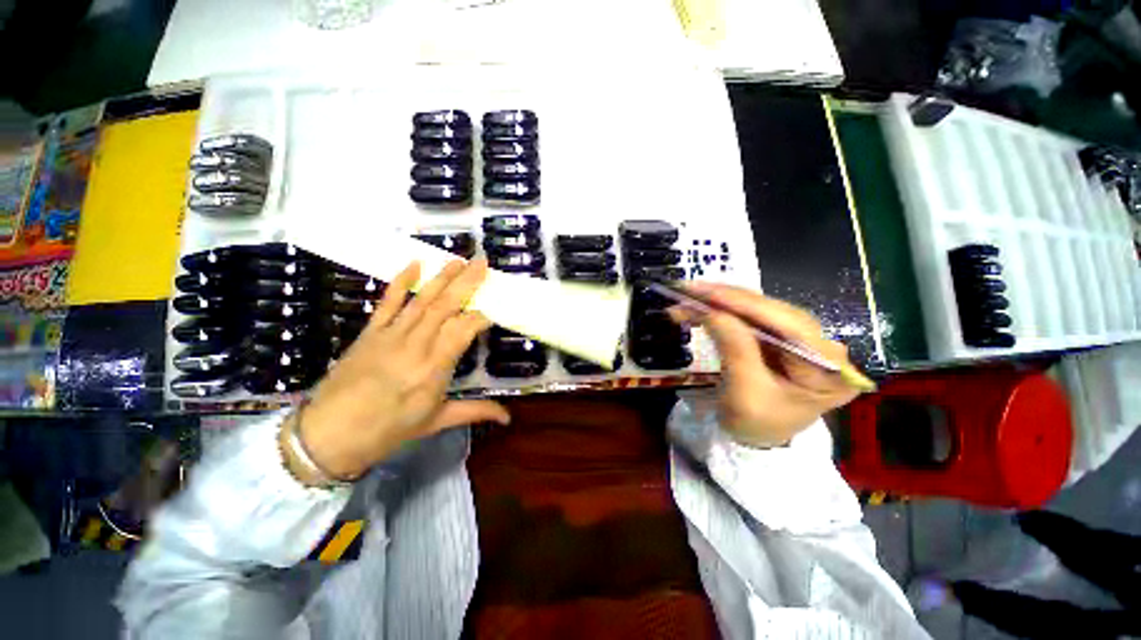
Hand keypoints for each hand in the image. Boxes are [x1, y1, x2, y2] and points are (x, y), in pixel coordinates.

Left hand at [292, 259, 508, 481]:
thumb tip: (508, 417)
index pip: (464, 329)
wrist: (329, 435)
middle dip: (466, 283)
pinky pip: (388, 301)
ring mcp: (390, 335)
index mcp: (434, 367)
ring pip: (422, 299)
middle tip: (482, 263)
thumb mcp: (436, 421)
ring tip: (459, 260)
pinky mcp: (370, 332)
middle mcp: (415, 344)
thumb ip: (475, 411)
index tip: (496, 306)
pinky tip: (414, 264)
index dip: (482, 315)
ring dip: (442, 277)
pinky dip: (401, 281)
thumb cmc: (388, 431)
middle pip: (445, 306)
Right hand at [670, 283, 858, 447]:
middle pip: (772, 311)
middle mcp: (823, 346)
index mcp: (829, 369)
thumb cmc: (756, 424)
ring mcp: (803, 338)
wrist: (758, 439)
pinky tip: (702, 307)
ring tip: (689, 298)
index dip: (743, 304)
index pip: (787, 324)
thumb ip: (734, 349)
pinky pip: (752, 317)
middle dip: (726, 300)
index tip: (705, 292)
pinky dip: (723, 311)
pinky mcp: (782, 336)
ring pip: (759, 309)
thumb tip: (712, 311)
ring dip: (721, 302)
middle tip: (688, 291)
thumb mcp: (744, 393)